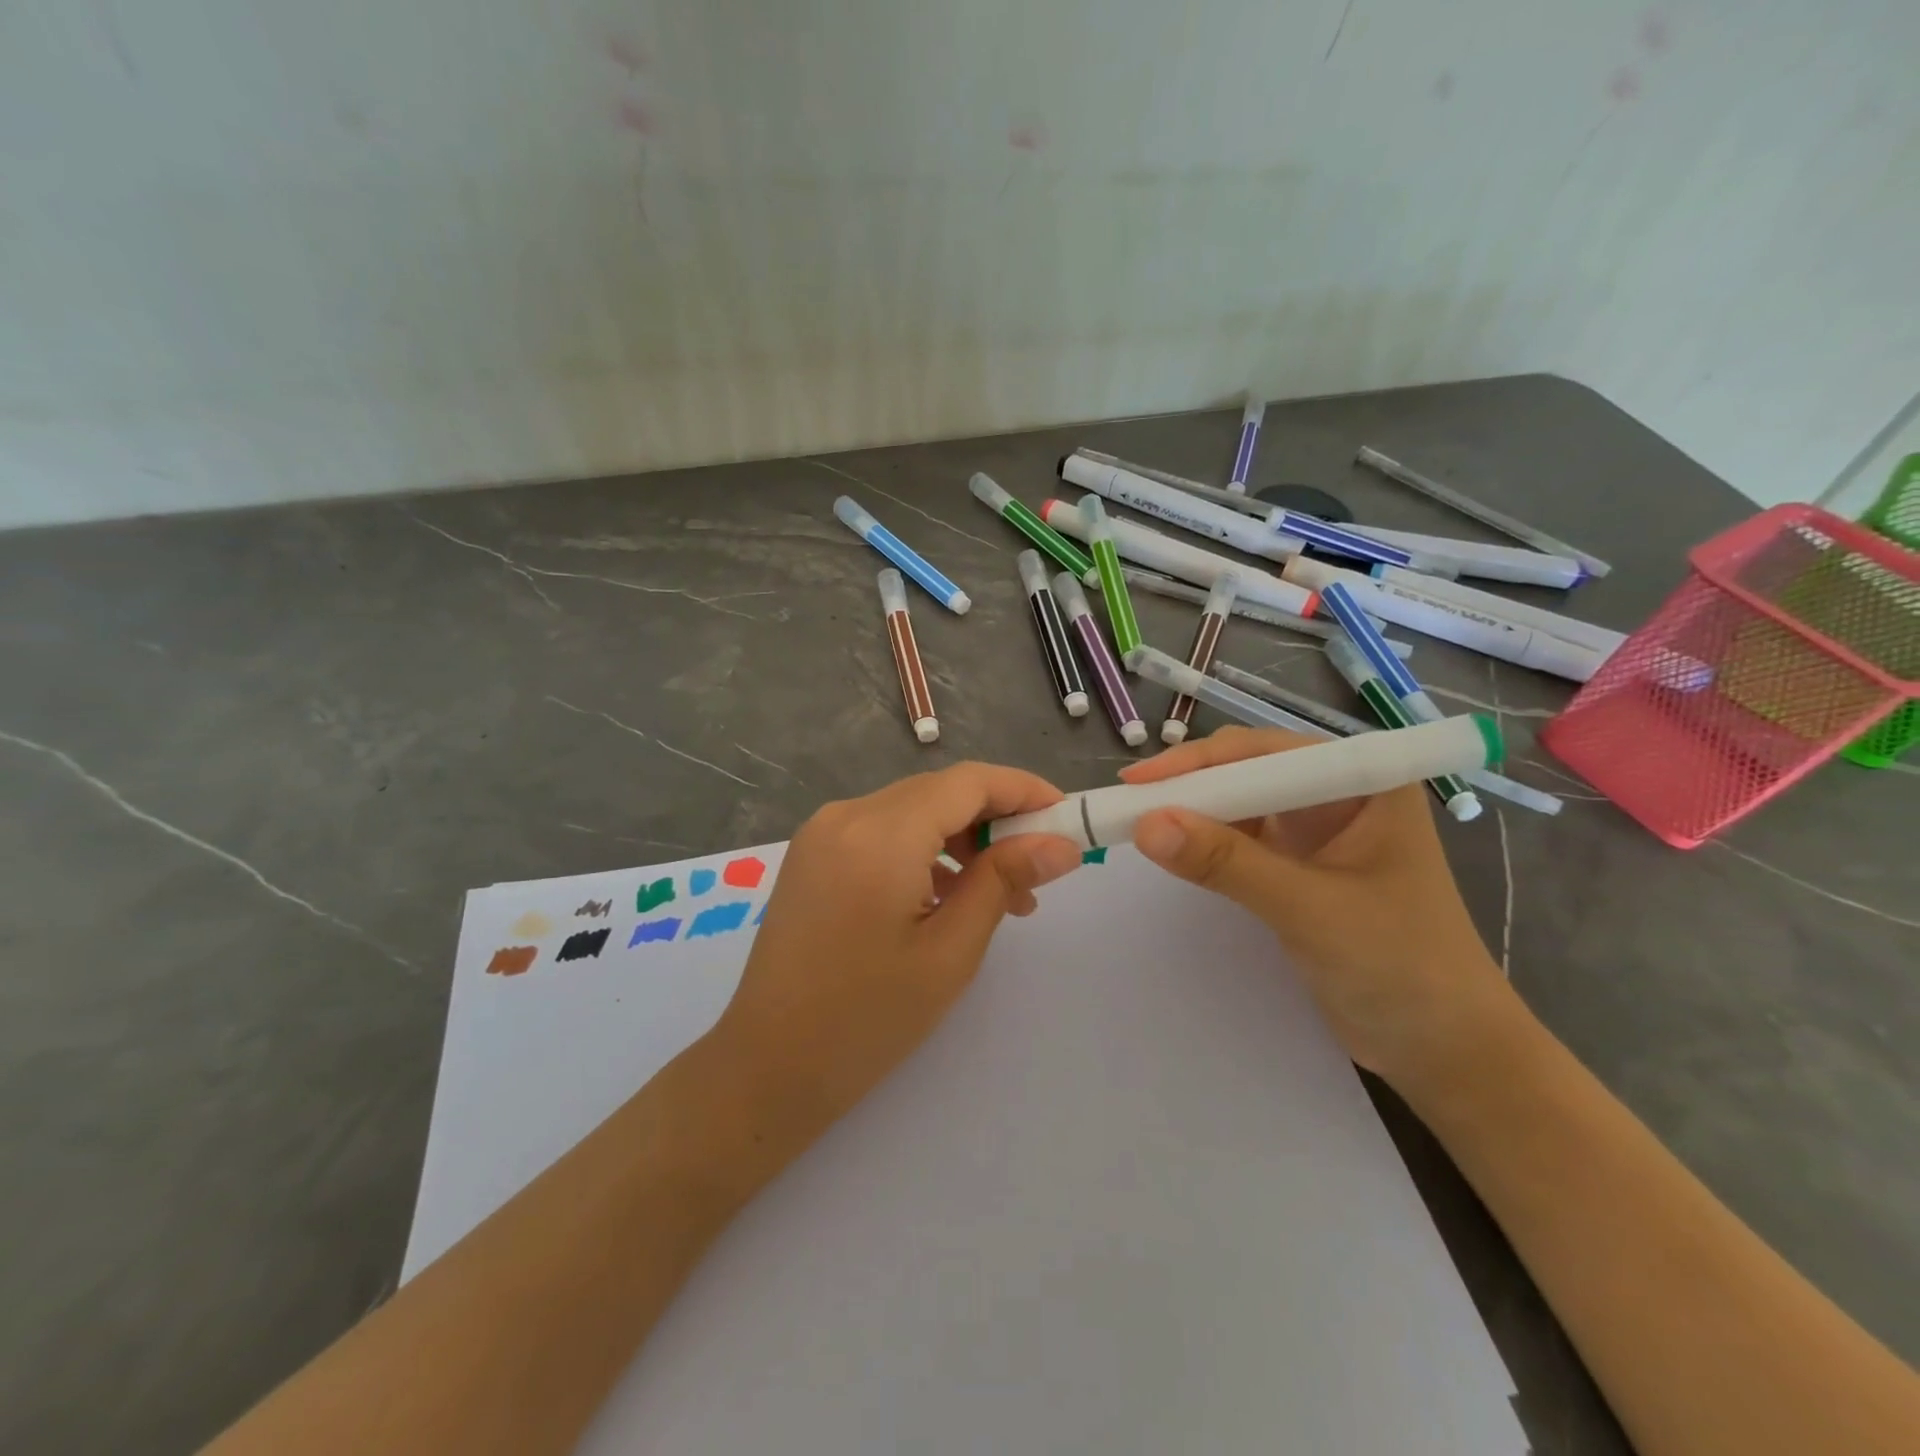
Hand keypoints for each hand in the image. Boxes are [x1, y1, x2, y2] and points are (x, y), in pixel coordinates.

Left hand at [713, 762, 1083, 1134]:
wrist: (768, 1066)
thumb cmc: (867, 1019)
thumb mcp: (951, 951)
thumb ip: (1004, 881)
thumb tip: (1060, 843)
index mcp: (880, 834)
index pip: (967, 782)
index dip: (1022, 790)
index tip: (1065, 816)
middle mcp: (846, 815)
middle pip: (939, 792)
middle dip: (995, 819)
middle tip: (1038, 869)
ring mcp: (822, 833)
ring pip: (911, 810)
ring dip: (961, 838)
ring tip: (999, 896)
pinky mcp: (812, 854)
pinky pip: (882, 832)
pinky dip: (923, 850)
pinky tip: (946, 896)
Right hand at [1120, 726, 1517, 1088]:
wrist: (1446, 1050)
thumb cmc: (1400, 968)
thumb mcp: (1310, 910)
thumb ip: (1228, 865)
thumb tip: (1145, 826)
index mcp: (1364, 781)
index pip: (1266, 750)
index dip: (1199, 762)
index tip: (1138, 783)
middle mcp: (1338, 793)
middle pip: (1248, 770)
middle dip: (1191, 784)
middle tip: (1128, 804)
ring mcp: (1317, 830)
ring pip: (1239, 803)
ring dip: (1192, 812)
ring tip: (1137, 824)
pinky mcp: (1298, 865)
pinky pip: (1240, 839)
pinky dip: (1204, 842)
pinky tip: (1174, 850)